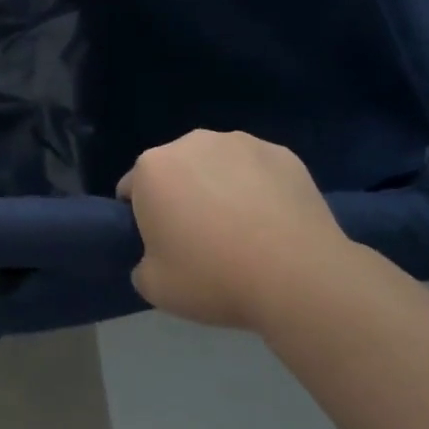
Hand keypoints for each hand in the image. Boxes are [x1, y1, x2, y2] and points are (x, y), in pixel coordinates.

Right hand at [119, 130, 357, 329]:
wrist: (297, 277)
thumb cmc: (213, 278)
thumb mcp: (154, 287)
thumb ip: (143, 264)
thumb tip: (157, 257)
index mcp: (152, 168)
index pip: (132, 189)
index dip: (142, 218)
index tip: (161, 246)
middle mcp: (191, 142)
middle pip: (175, 170)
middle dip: (181, 196)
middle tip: (201, 241)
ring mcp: (241, 143)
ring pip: (218, 165)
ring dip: (220, 187)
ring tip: (243, 231)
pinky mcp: (282, 154)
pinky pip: (258, 171)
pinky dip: (259, 189)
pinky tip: (273, 223)